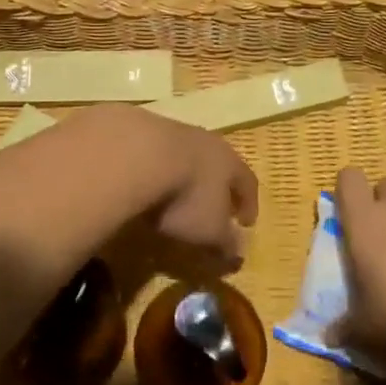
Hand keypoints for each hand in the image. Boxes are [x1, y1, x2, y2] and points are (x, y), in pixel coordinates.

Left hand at [78, 105, 257, 270]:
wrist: (136, 155)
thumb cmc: (185, 196)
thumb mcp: (209, 230)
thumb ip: (225, 242)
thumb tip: (237, 255)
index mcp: (229, 162)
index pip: (247, 182)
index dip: (249, 203)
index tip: (246, 223)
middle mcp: (205, 141)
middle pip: (217, 163)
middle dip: (216, 186)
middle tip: (213, 207)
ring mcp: (171, 131)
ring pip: (185, 154)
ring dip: (183, 175)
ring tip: (173, 196)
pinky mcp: (139, 129)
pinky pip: (153, 152)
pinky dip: (154, 169)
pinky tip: (143, 184)